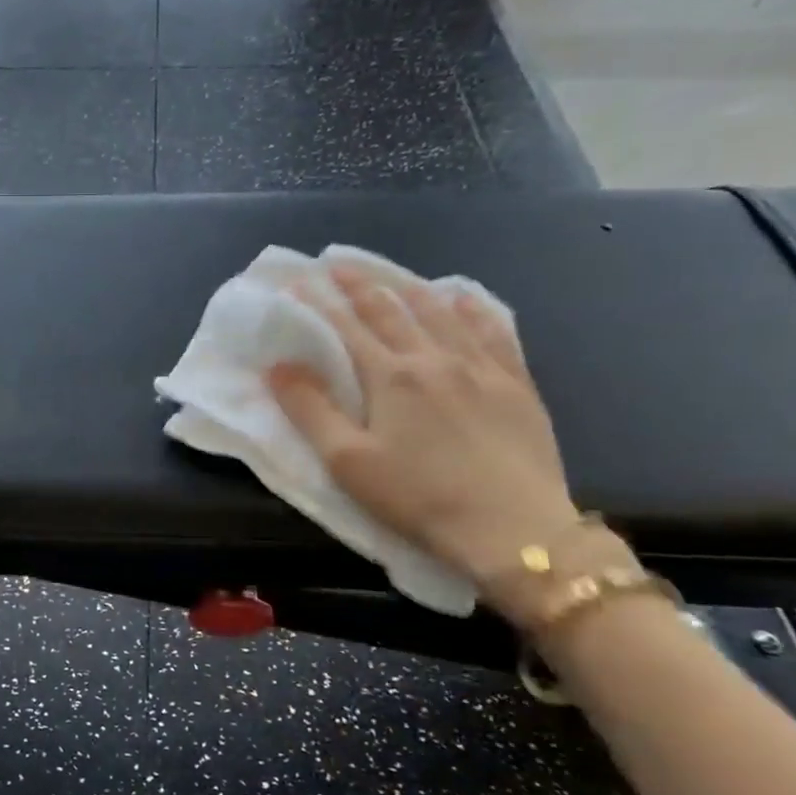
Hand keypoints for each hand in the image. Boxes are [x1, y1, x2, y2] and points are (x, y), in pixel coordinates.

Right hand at [266, 265, 579, 589]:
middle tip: (339, 265)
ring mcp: (483, 368)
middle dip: (362, 285)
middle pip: (393, 310)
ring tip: (394, 277)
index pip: (347, 327)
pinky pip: (494, 332)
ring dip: (412, 289)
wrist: (513, 529)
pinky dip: (473, 310)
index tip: (298, 282)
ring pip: (443, 314)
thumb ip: (310, 410)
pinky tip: (465, 300)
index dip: (320, 303)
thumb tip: (278, 366)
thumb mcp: (347, 461)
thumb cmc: (418, 497)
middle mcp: (435, 358)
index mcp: (391, 376)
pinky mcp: (517, 385)